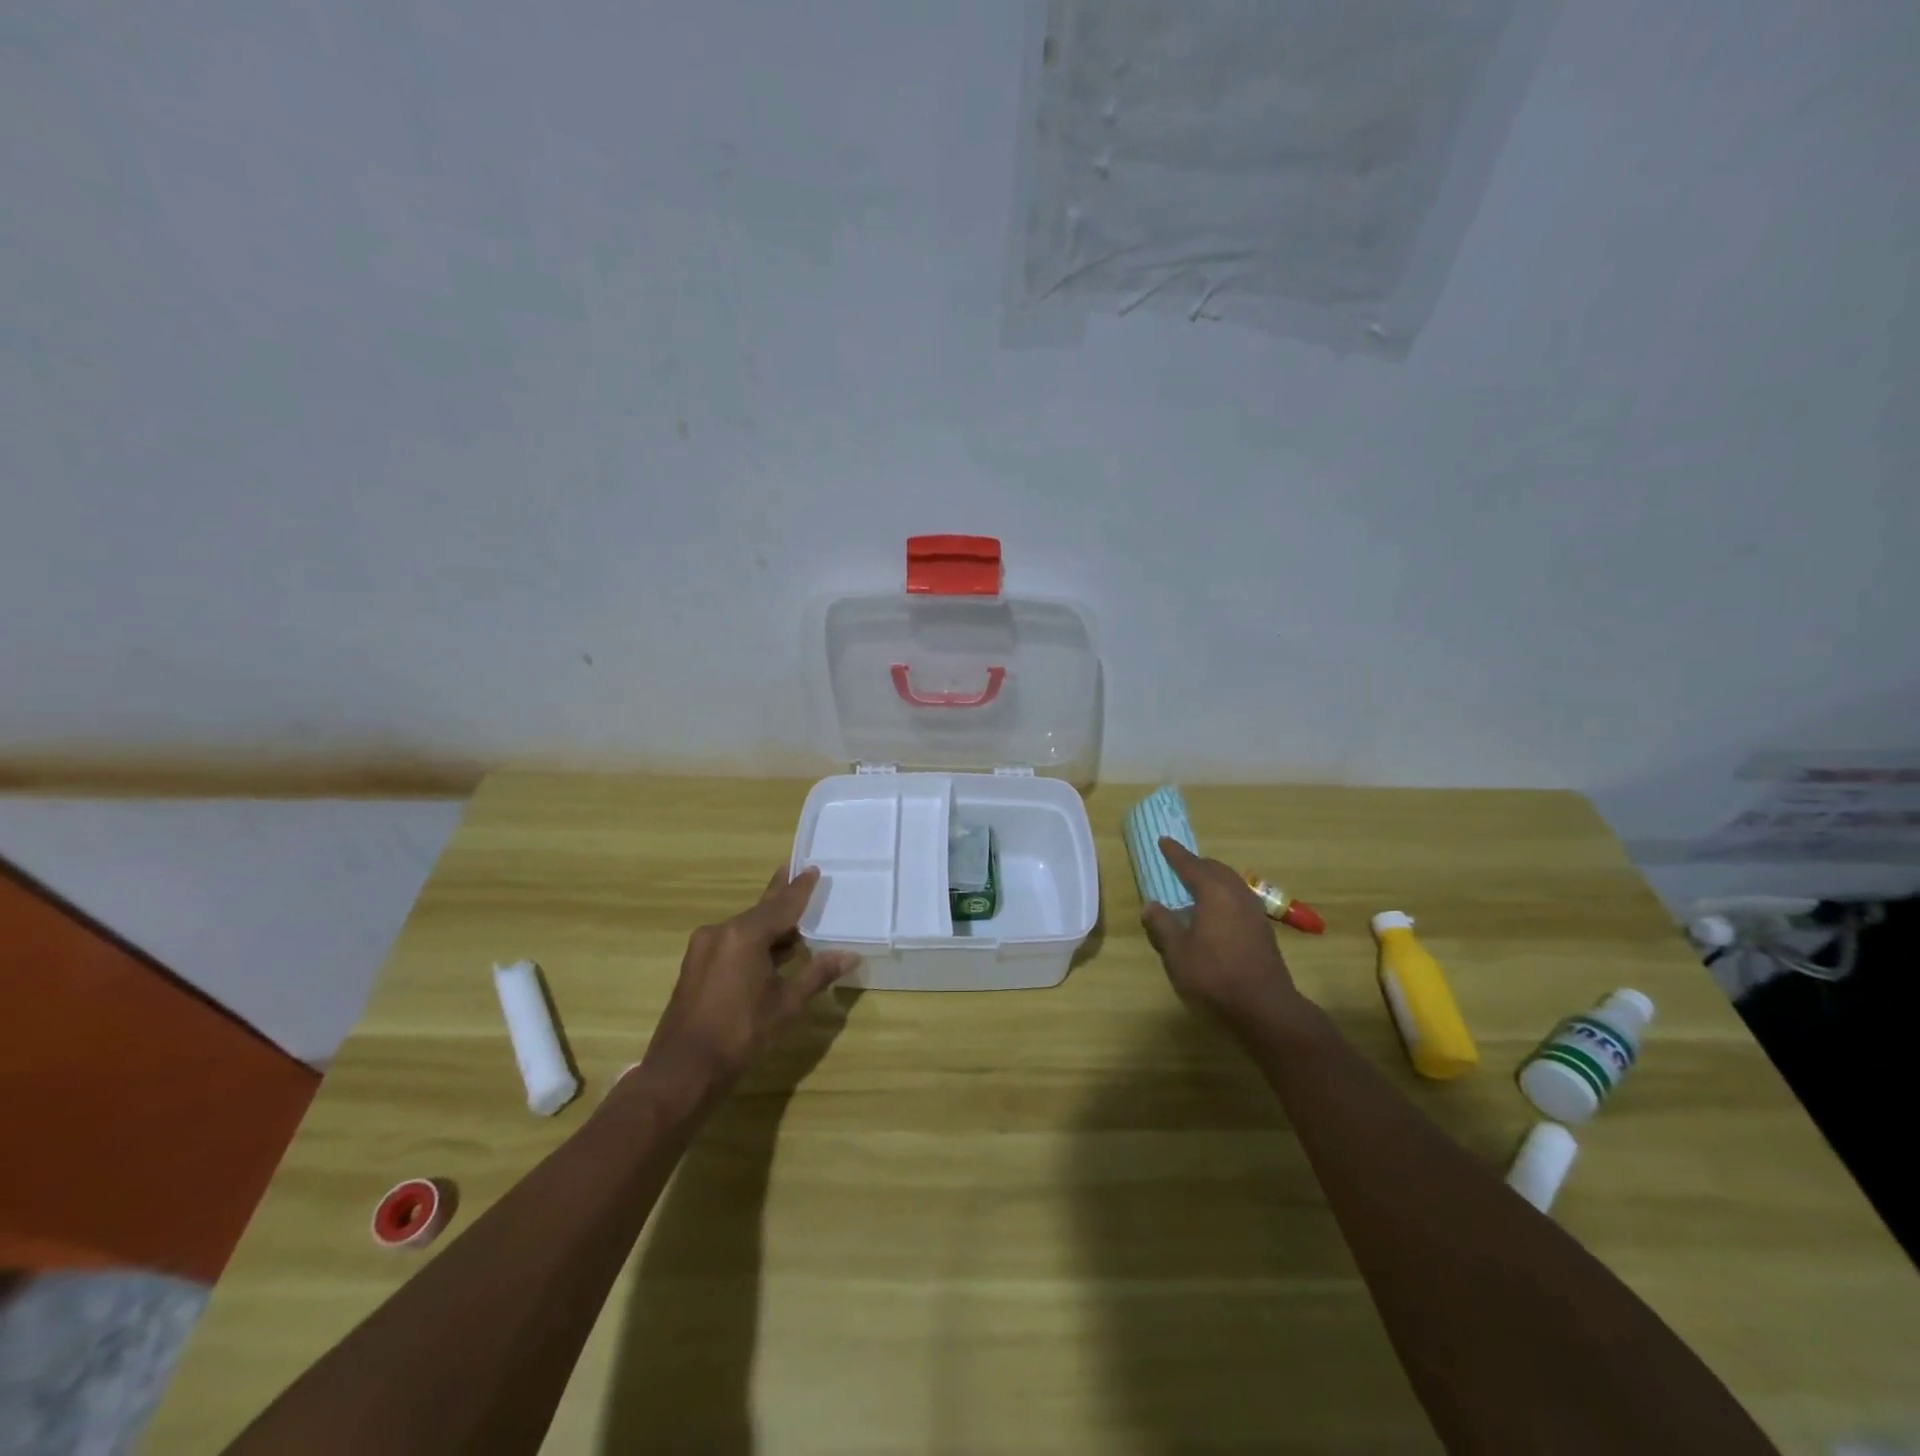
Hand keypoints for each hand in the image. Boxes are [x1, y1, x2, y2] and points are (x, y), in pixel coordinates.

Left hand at [642, 866, 858, 1096]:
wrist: (683, 1071)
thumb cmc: (741, 1033)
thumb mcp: (787, 1004)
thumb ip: (817, 974)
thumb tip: (850, 954)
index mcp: (744, 935)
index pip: (782, 905)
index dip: (800, 889)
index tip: (811, 868)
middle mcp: (721, 932)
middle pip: (760, 911)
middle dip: (780, 895)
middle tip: (794, 870)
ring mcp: (704, 949)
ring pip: (745, 928)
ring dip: (768, 925)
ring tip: (792, 919)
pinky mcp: (696, 966)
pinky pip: (731, 943)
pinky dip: (753, 942)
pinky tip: (769, 950)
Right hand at [1141, 837, 1306, 1028]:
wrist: (1265, 1009)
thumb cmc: (1214, 977)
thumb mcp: (1177, 953)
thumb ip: (1163, 925)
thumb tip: (1150, 905)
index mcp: (1214, 893)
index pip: (1191, 865)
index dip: (1175, 854)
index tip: (1163, 841)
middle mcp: (1237, 895)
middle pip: (1216, 870)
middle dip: (1197, 864)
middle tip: (1180, 864)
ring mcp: (1255, 913)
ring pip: (1231, 883)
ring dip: (1213, 879)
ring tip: (1197, 885)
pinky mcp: (1263, 931)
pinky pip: (1240, 899)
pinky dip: (1224, 895)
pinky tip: (1217, 912)